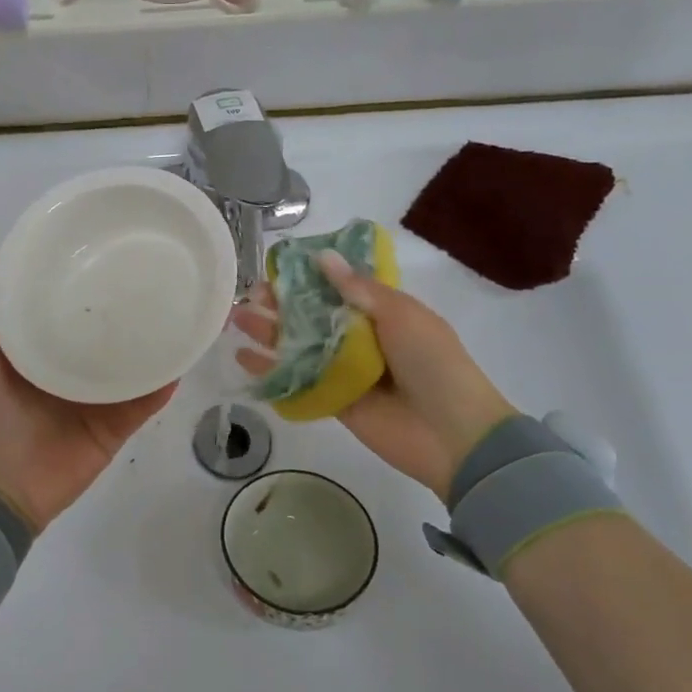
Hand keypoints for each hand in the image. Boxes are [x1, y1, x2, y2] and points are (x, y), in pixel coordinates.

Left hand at [0, 233, 176, 531]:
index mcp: (36, 348)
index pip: (63, 304)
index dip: (79, 275)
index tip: (102, 242)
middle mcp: (68, 368)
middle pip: (103, 331)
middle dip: (125, 305)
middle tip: (154, 268)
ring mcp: (95, 399)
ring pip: (131, 363)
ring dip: (153, 340)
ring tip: (181, 303)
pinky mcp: (115, 426)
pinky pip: (145, 401)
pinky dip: (164, 381)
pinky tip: (186, 354)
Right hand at [233, 251, 515, 500]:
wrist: (453, 434)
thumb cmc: (434, 363)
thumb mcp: (401, 314)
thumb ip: (359, 289)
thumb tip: (321, 258)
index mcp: (382, 312)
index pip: (337, 288)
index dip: (307, 278)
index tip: (276, 269)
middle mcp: (360, 338)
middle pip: (312, 317)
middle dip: (280, 305)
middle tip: (249, 297)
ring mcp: (345, 371)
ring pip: (300, 347)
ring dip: (269, 334)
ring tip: (237, 320)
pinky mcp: (334, 402)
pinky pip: (299, 383)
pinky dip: (272, 372)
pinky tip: (244, 359)